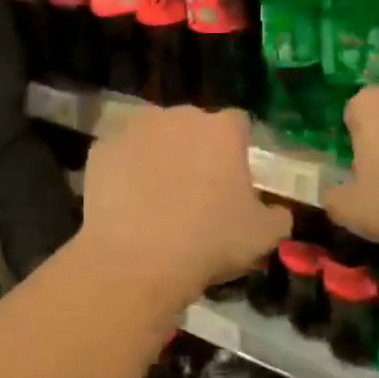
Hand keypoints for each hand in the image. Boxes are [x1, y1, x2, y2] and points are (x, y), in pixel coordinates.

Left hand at [76, 105, 290, 302]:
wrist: (136, 260)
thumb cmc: (208, 243)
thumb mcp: (263, 236)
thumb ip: (277, 215)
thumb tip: (277, 211)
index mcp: (222, 130)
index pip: (238, 123)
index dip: (238, 147)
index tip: (234, 175)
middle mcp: (178, 116)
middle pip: (193, 125)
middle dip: (196, 148)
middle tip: (195, 188)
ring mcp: (135, 128)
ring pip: (153, 134)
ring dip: (158, 153)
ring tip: (156, 193)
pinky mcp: (101, 148)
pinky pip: (120, 153)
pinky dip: (124, 169)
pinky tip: (126, 200)